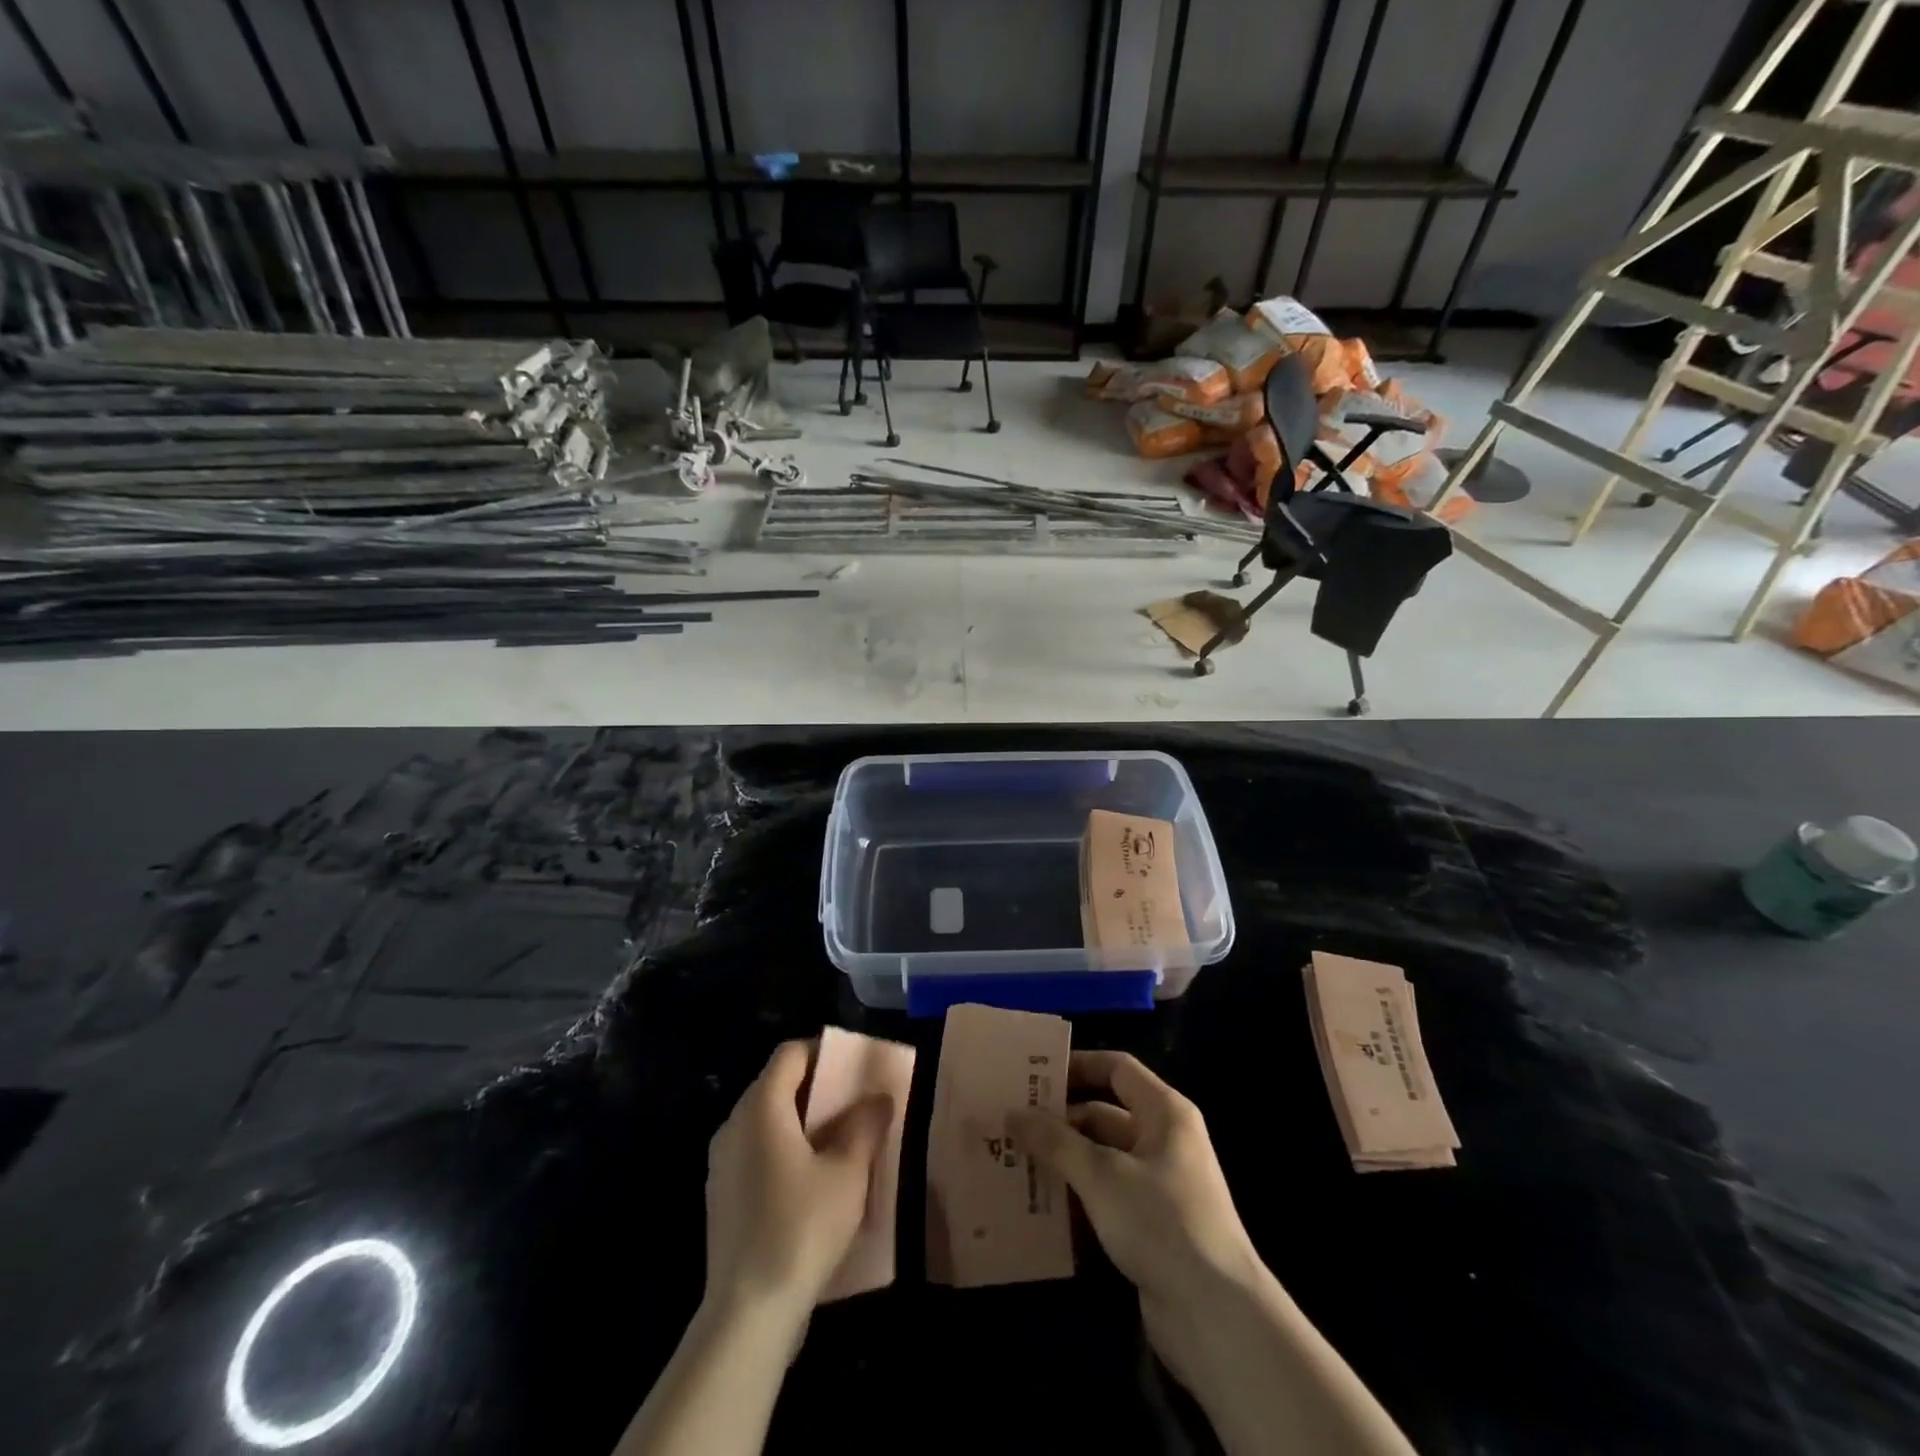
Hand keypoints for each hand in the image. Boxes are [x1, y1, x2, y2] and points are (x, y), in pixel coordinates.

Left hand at [704, 1040, 892, 1332]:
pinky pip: (758, 1153)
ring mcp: (723, 1164)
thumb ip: (865, 1126)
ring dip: (805, 1122)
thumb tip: (879, 1098)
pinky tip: (815, 1181)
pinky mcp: (723, 1198)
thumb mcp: (848, 1173)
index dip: (824, 1050)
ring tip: (843, 1141)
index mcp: (760, 1108)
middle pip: (777, 1085)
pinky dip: (787, 1151)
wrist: (747, 1315)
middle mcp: (733, 1126)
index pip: (790, 1054)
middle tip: (857, 1103)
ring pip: (768, 1122)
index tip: (856, 1066)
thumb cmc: (801, 1228)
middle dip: (819, 1088)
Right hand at [1010, 1052, 1264, 1386]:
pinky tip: (1038, 1208)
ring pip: (1101, 1160)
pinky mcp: (1151, 1226)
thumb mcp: (1102, 1176)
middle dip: (1058, 1123)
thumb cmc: (1162, 1223)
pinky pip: (1105, 1198)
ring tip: (1013, 1163)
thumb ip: (1056, 1142)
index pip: (1117, 1069)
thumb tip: (1014, 1113)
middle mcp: (1164, 1141)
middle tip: (1009, 1125)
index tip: (1033, 1075)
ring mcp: (1158, 1186)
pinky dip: (1076, 1199)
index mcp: (1164, 1113)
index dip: (1078, 1065)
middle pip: (1103, 1116)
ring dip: (1062, 1163)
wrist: (1218, 1318)